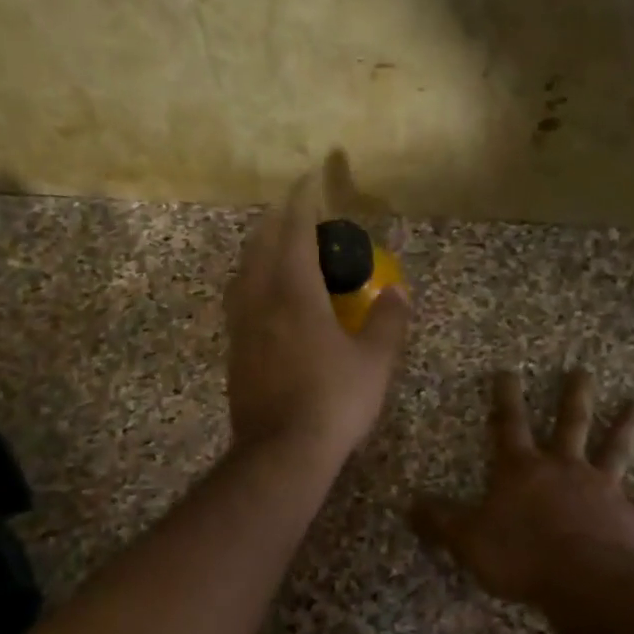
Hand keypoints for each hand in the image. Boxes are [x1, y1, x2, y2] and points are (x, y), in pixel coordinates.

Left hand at [224, 175, 409, 464]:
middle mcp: (260, 301)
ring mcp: (241, 328)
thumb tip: (400, 293)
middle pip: (260, 246)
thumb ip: (388, 323)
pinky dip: (252, 283)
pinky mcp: (234, 353)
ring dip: (259, 251)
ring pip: (243, 274)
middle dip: (276, 222)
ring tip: (277, 249)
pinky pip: (239, 302)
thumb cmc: (333, 402)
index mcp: (294, 294)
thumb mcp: (374, 363)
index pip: (295, 233)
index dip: (302, 203)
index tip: (308, 179)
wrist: (280, 453)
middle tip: (294, 212)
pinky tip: (266, 300)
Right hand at [413, 369, 633, 612]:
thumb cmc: (521, 557)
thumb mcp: (467, 540)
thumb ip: (438, 521)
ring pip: (617, 450)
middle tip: (584, 370)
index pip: (508, 424)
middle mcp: (565, 469)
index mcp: (524, 470)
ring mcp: (603, 490)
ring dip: (629, 427)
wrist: (585, 583)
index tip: (508, 369)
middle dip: (575, 396)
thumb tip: (408, 504)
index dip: (505, 397)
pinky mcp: (633, 519)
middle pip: (571, 424)